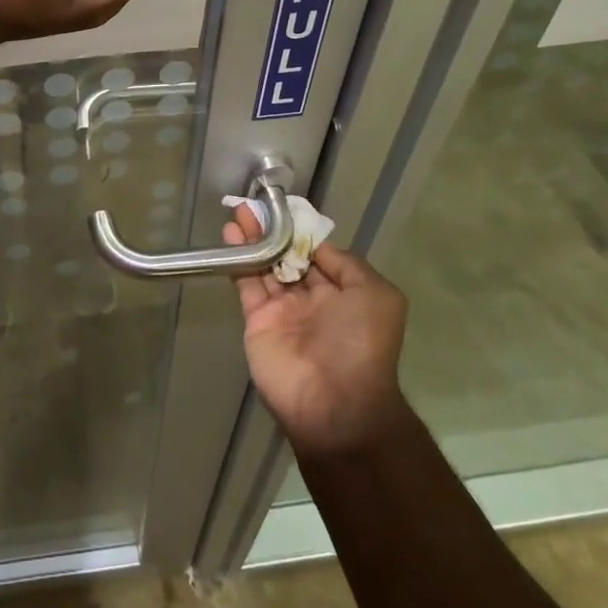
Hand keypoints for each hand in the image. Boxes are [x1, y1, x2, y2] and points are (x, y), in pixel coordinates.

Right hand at [224, 205, 409, 458]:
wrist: (333, 401)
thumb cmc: (360, 342)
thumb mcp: (376, 295)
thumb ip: (347, 264)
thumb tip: (316, 245)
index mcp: (343, 294)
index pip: (318, 254)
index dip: (301, 232)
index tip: (284, 209)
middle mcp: (312, 300)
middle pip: (287, 257)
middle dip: (273, 232)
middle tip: (255, 206)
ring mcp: (282, 310)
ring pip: (264, 266)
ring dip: (253, 239)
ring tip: (240, 212)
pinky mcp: (256, 320)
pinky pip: (246, 283)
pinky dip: (238, 259)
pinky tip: (231, 234)